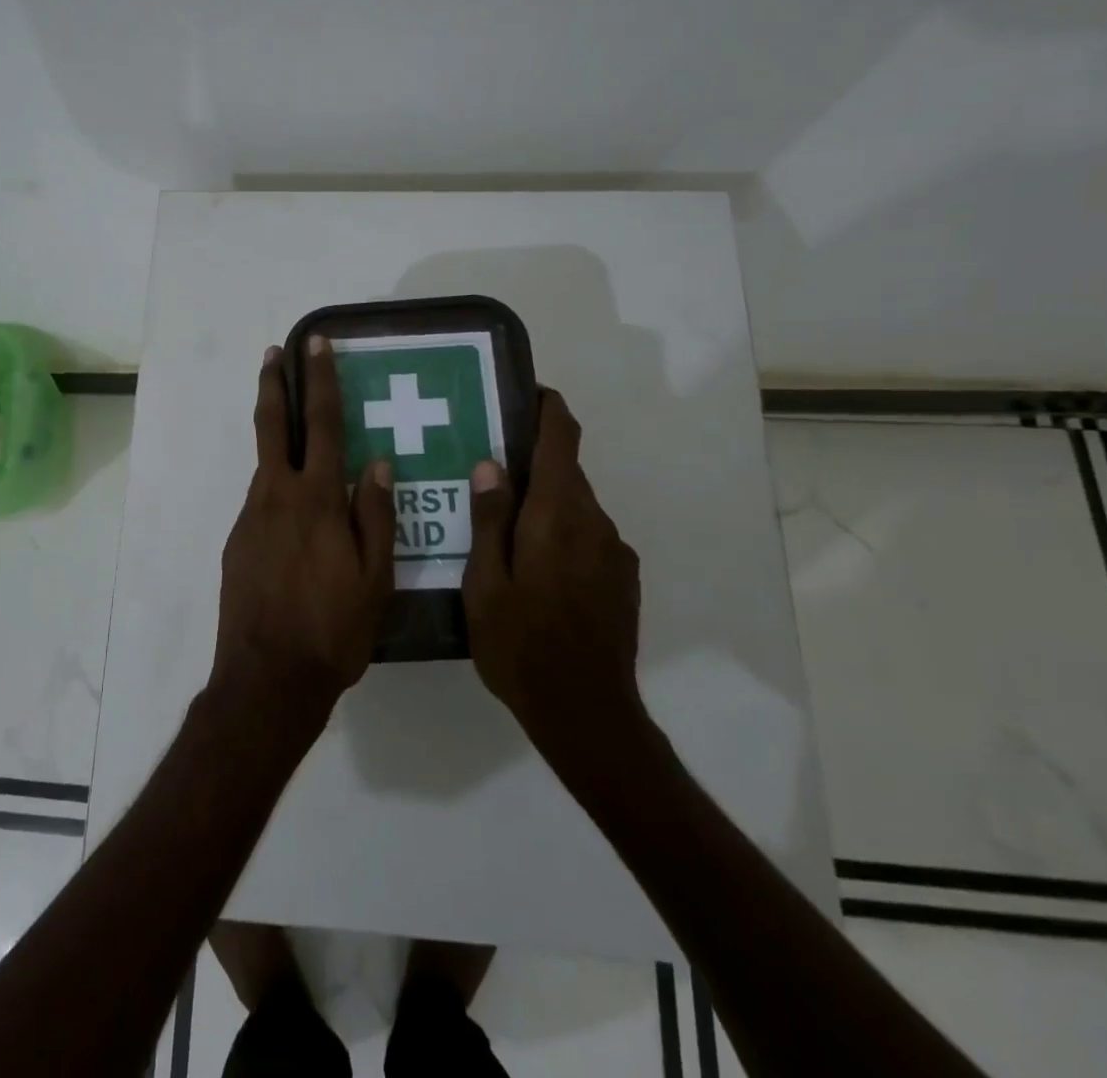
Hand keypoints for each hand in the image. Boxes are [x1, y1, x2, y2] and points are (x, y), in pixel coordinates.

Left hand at [213, 339, 394, 713]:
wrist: (268, 678)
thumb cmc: (333, 629)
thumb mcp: (375, 578)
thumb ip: (377, 515)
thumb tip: (380, 464)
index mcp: (317, 499)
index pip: (322, 424)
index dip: (319, 380)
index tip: (313, 344)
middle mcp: (277, 497)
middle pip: (273, 427)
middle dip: (275, 385)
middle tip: (274, 354)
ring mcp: (251, 519)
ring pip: (267, 466)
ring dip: (278, 439)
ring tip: (299, 436)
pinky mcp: (237, 543)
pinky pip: (262, 503)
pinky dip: (278, 489)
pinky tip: (296, 514)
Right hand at [462, 390, 645, 757]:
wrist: (587, 712)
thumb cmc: (520, 646)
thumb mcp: (485, 584)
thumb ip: (489, 519)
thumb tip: (491, 464)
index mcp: (557, 515)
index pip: (562, 438)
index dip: (548, 408)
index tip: (524, 394)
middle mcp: (593, 521)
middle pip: (567, 470)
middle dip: (532, 461)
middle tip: (487, 471)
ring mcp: (613, 550)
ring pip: (575, 505)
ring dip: (544, 502)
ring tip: (503, 526)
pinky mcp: (622, 577)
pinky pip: (587, 535)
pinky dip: (560, 531)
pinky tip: (534, 568)